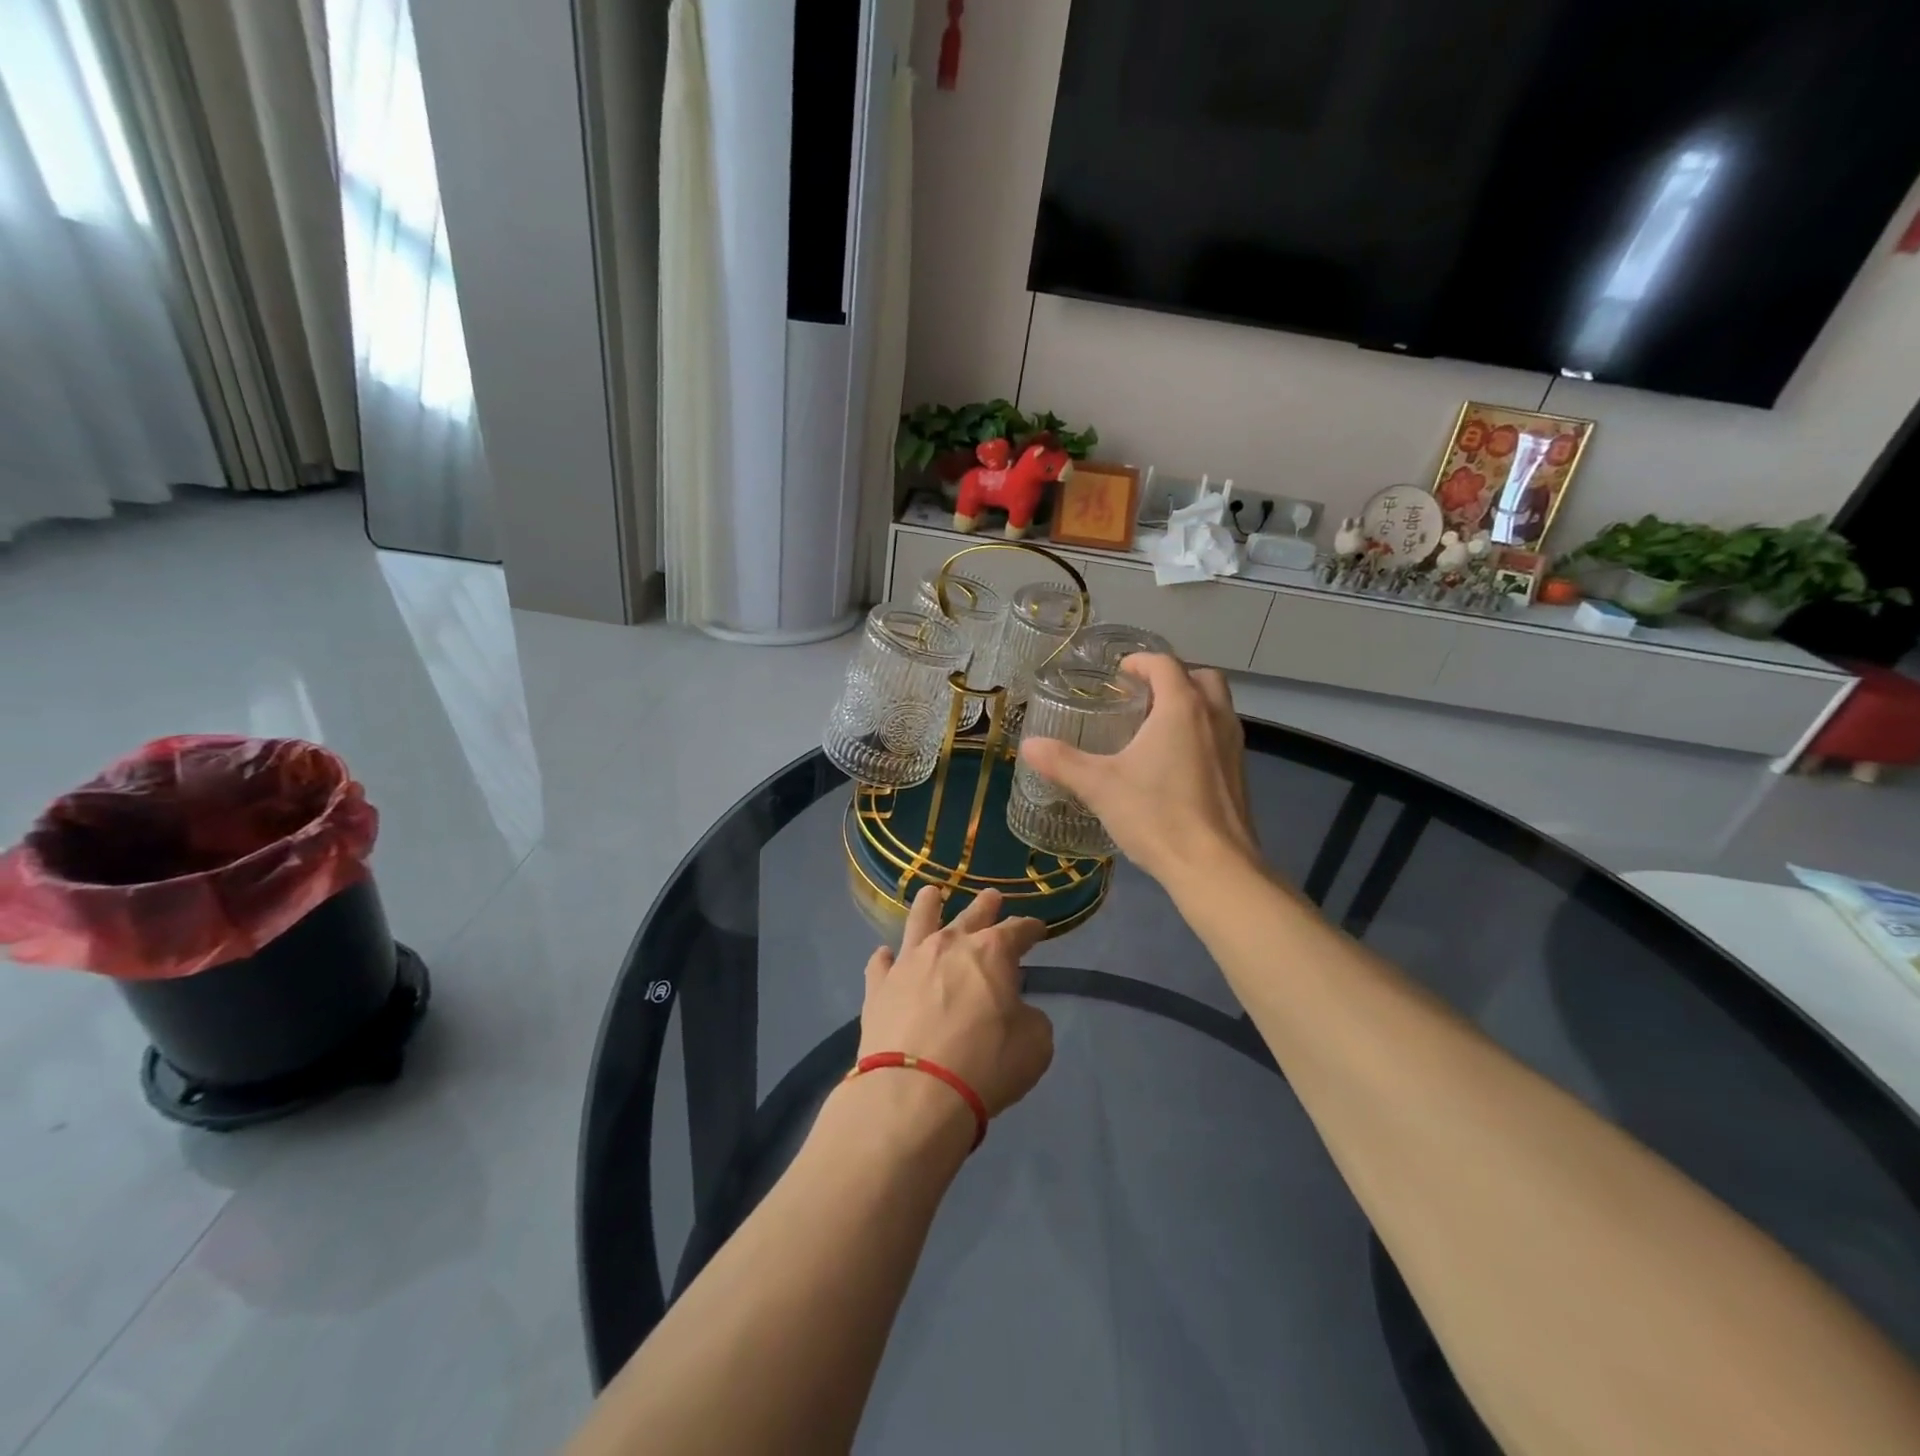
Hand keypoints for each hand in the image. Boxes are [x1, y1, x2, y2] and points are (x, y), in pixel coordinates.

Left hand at [858, 887, 1053, 1118]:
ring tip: (931, 894)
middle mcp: (949, 945)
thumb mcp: (1034, 1046)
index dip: (1030, 928)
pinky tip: (885, 956)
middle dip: (986, 905)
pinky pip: (880, 963)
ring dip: (928, 906)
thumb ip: (1030, 1019)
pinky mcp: (878, 987)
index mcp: (992, 952)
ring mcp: (909, 962)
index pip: (1017, 930)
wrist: (914, 1092)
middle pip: (971, 915)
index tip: (1038, 928)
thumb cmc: (985, 1065)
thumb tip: (1017, 1012)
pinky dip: (885, 958)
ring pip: (919, 921)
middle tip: (992, 896)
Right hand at [1018, 654, 1257, 888]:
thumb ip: (1062, 762)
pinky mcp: (1240, 772)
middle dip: (1172, 678)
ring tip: (1156, 726)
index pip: (1164, 664)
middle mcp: (1214, 716)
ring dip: (1191, 703)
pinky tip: (1175, 762)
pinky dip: (1201, 731)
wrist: (1214, 866)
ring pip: (1217, 705)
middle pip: (1200, 677)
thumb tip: (1029, 746)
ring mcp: (1233, 744)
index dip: (1140, 662)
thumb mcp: (1100, 786)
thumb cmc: (1157, 815)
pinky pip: (1221, 734)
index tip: (1119, 673)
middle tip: (1142, 696)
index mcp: (1182, 708)